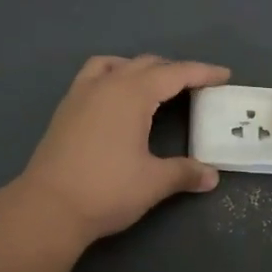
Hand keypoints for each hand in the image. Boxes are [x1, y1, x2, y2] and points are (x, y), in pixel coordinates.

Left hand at [14, 55, 230, 250]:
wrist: (47, 207)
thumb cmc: (106, 190)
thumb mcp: (152, 182)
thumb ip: (184, 173)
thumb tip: (212, 176)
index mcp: (133, 93)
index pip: (175, 73)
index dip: (202, 73)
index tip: (224, 75)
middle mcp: (108, 83)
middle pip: (148, 65)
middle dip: (175, 71)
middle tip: (197, 86)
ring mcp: (82, 92)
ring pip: (118, 64)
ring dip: (141, 68)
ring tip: (156, 85)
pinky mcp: (66, 107)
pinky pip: (94, 74)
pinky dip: (113, 73)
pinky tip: (116, 95)